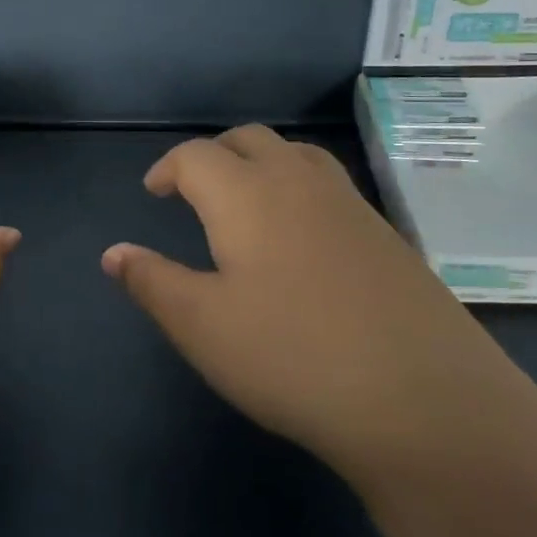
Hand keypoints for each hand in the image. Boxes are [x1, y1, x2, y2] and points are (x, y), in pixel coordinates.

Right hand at [103, 125, 504, 493]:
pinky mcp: (384, 231)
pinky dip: (299, 185)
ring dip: (260, 161)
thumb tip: (112, 252)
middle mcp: (297, 180)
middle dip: (214, 153)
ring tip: (247, 198)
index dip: (168, 168)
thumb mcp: (203, 327)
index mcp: (246, 194)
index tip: (154, 192)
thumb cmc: (292, 356)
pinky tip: (302, 234)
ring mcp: (348, 202)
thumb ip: (152, 282)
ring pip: (294, 153)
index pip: (196, 156)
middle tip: (195, 187)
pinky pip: (328, 183)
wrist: (423, 397)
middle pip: (248, 139)